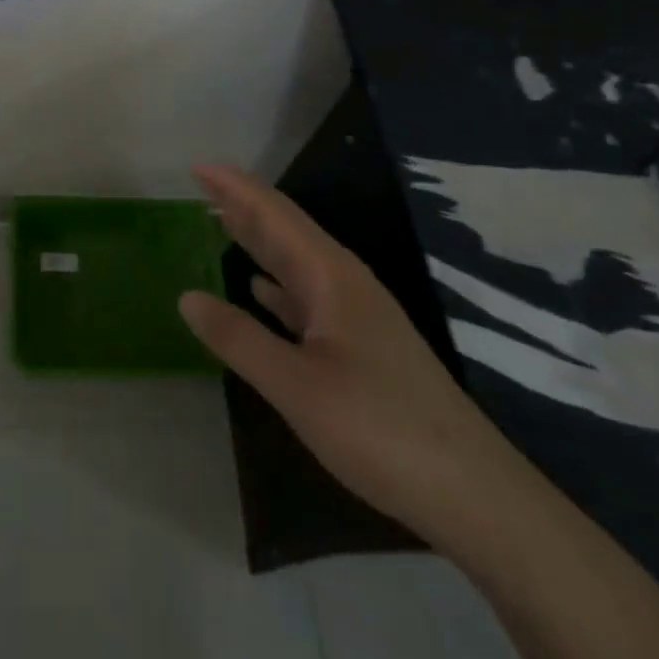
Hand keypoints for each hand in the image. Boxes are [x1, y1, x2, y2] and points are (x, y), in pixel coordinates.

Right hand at [177, 166, 528, 544]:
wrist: (472, 492)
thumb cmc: (380, 428)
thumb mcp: (297, 386)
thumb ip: (239, 338)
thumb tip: (186, 297)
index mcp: (331, 276)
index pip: (274, 214)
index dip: (235, 187)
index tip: (197, 166)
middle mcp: (344, 283)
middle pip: (286, 230)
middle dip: (243, 206)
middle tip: (201, 187)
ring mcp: (356, 314)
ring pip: (296, 263)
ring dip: (258, 241)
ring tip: (221, 223)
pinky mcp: (362, 345)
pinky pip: (307, 297)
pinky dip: (277, 285)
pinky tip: (260, 289)